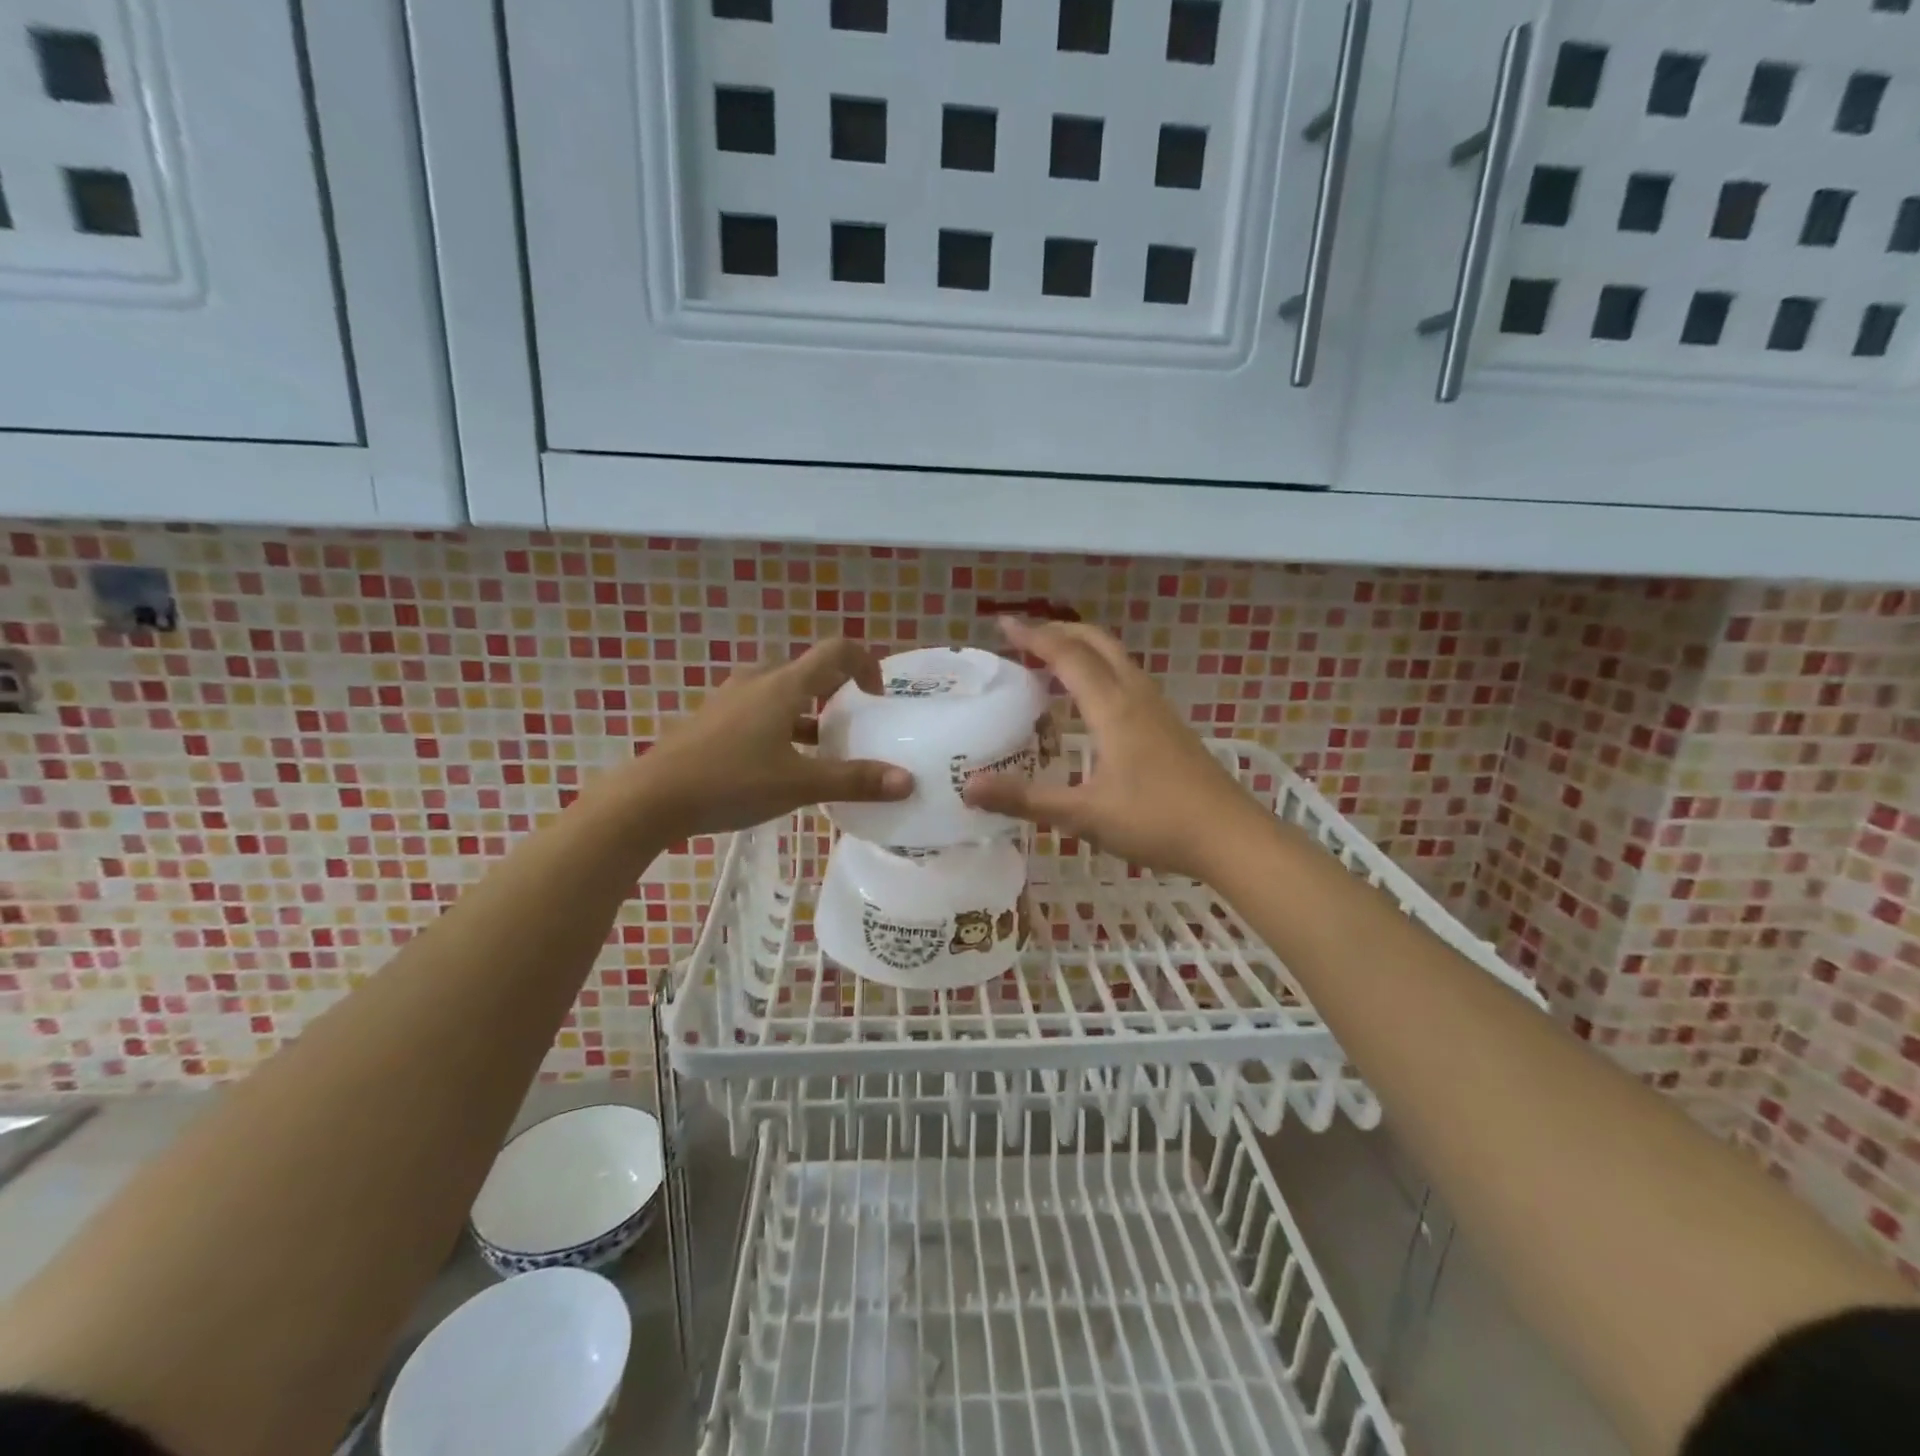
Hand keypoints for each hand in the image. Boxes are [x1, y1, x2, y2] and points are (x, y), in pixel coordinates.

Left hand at [626, 638, 912, 838]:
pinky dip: (781, 724)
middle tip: (851, 722)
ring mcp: (730, 699)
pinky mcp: (712, 720)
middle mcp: (757, 681)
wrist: (651, 798)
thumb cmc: (731, 782)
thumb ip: (855, 781)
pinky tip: (780, 763)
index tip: (876, 697)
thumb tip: (907, 782)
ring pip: (781, 692)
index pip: (836, 651)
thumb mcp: (799, 784)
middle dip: (836, 690)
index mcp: (783, 685)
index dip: (865, 664)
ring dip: (807, 710)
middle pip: (808, 670)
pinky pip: (758, 709)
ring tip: (821, 747)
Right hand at [962, 619, 1259, 879]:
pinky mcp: (1169, 726)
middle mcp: (1136, 696)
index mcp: (1113, 707)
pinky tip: (1092, 700)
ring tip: (1052, 660)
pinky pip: (1127, 678)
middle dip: (1059, 631)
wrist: (1231, 837)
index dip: (1033, 636)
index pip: (1067, 655)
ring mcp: (1158, 709)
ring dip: (1082, 648)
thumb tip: (968, 788)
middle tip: (1024, 636)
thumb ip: (1025, 800)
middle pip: (1097, 643)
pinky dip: (1100, 669)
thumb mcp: (1083, 815)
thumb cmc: (1156, 821)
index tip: (1002, 623)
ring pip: (1117, 658)